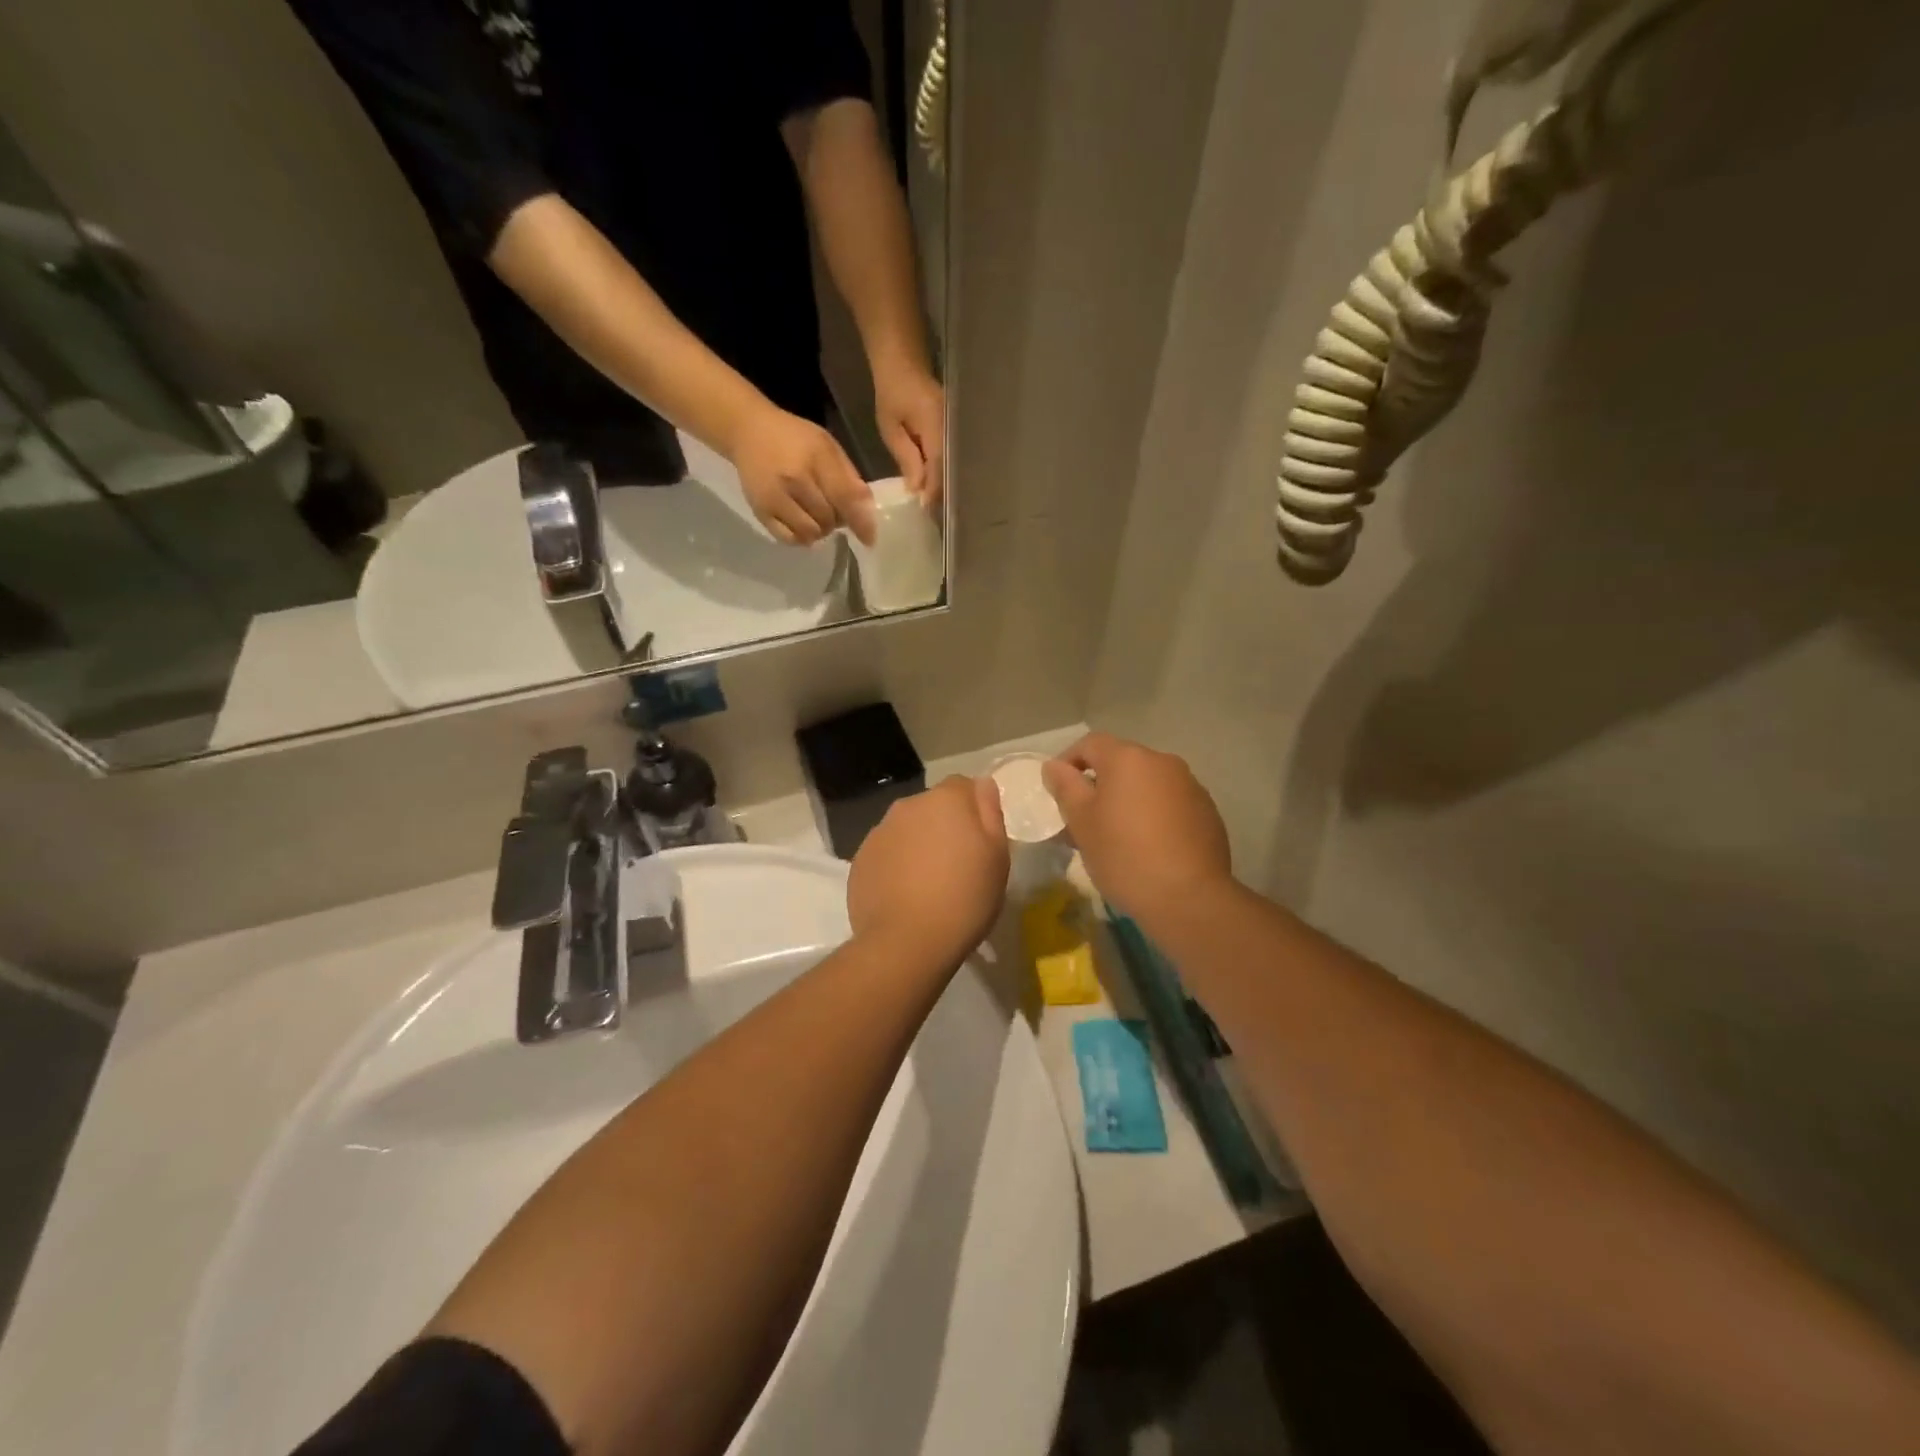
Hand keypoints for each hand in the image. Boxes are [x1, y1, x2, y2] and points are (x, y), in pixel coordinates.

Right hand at [729, 404, 876, 545]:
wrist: (748, 431)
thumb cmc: (794, 437)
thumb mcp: (827, 446)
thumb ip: (848, 476)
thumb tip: (867, 509)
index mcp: (815, 458)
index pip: (844, 498)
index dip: (860, 522)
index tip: (870, 539)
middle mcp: (793, 480)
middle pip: (828, 520)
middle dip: (837, 520)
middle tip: (833, 509)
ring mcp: (774, 498)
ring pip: (810, 533)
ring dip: (820, 530)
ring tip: (818, 516)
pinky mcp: (760, 511)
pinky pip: (789, 539)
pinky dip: (802, 537)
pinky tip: (803, 525)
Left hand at [848, 776, 1007, 965]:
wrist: (907, 942)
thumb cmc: (965, 898)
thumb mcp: (997, 856)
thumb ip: (990, 812)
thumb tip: (982, 785)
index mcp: (945, 799)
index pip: (963, 786)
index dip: (974, 809)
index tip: (980, 840)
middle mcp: (908, 806)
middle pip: (932, 807)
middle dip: (944, 826)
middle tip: (958, 864)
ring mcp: (879, 832)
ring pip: (906, 829)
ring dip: (918, 845)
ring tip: (929, 883)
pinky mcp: (860, 860)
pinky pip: (886, 854)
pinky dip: (896, 866)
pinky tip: (906, 895)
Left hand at [872, 360, 944, 509]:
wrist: (904, 364)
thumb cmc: (892, 393)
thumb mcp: (891, 428)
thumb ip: (906, 458)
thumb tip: (917, 489)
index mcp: (936, 427)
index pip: (939, 467)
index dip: (932, 491)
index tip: (925, 510)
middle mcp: (953, 430)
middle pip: (950, 470)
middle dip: (940, 493)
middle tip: (929, 515)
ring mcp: (957, 430)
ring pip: (952, 466)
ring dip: (942, 485)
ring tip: (933, 505)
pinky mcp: (955, 432)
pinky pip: (951, 457)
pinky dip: (942, 472)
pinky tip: (934, 485)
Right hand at [1042, 733, 1231, 921]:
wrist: (1189, 898)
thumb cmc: (1124, 855)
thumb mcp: (1081, 822)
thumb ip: (1065, 787)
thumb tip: (1055, 766)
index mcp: (1128, 759)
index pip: (1090, 744)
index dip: (1068, 762)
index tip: (1057, 793)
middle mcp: (1163, 762)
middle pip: (1121, 763)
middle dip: (1099, 785)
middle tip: (1083, 821)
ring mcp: (1190, 786)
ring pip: (1147, 784)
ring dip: (1128, 800)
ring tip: (1117, 837)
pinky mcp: (1208, 813)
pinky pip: (1170, 804)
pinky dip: (1153, 816)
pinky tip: (1149, 848)